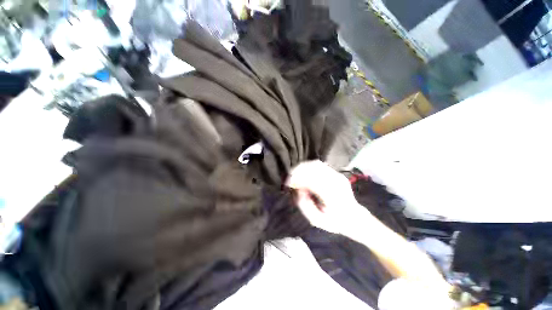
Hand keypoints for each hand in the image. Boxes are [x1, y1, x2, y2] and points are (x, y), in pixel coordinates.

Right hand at [286, 160, 368, 233]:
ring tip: (295, 174)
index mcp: (332, 195)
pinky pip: (321, 165)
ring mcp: (338, 176)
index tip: (288, 184)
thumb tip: (298, 190)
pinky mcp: (338, 173)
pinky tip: (304, 172)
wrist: (355, 218)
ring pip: (316, 164)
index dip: (297, 179)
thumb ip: (305, 205)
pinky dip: (310, 167)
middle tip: (290, 178)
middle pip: (313, 168)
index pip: (311, 180)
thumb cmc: (335, 221)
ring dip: (303, 167)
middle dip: (298, 171)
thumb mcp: (317, 220)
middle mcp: (335, 182)